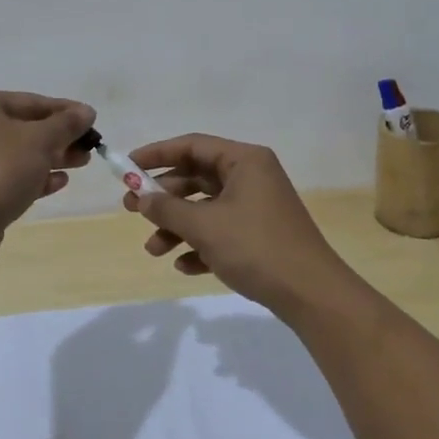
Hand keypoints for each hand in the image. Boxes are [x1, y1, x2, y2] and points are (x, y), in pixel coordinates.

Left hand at [0, 91, 95, 231]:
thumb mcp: (40, 140)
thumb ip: (66, 124)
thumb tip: (87, 111)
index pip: (29, 101)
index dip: (64, 110)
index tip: (92, 119)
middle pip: (22, 128)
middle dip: (59, 137)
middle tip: (89, 146)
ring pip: (16, 154)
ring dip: (50, 157)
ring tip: (81, 163)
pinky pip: (5, 176)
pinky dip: (31, 176)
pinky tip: (58, 182)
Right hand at [122, 134, 355, 321]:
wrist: (310, 293)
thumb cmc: (256, 247)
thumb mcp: (205, 226)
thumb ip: (167, 208)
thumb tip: (140, 197)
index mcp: (244, 161)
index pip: (193, 145)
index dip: (157, 154)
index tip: (127, 166)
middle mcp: (252, 176)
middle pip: (198, 177)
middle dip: (164, 196)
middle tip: (131, 209)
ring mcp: (258, 206)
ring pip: (207, 208)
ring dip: (178, 226)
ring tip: (153, 249)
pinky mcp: (261, 235)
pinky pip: (222, 231)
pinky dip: (201, 245)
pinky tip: (184, 266)